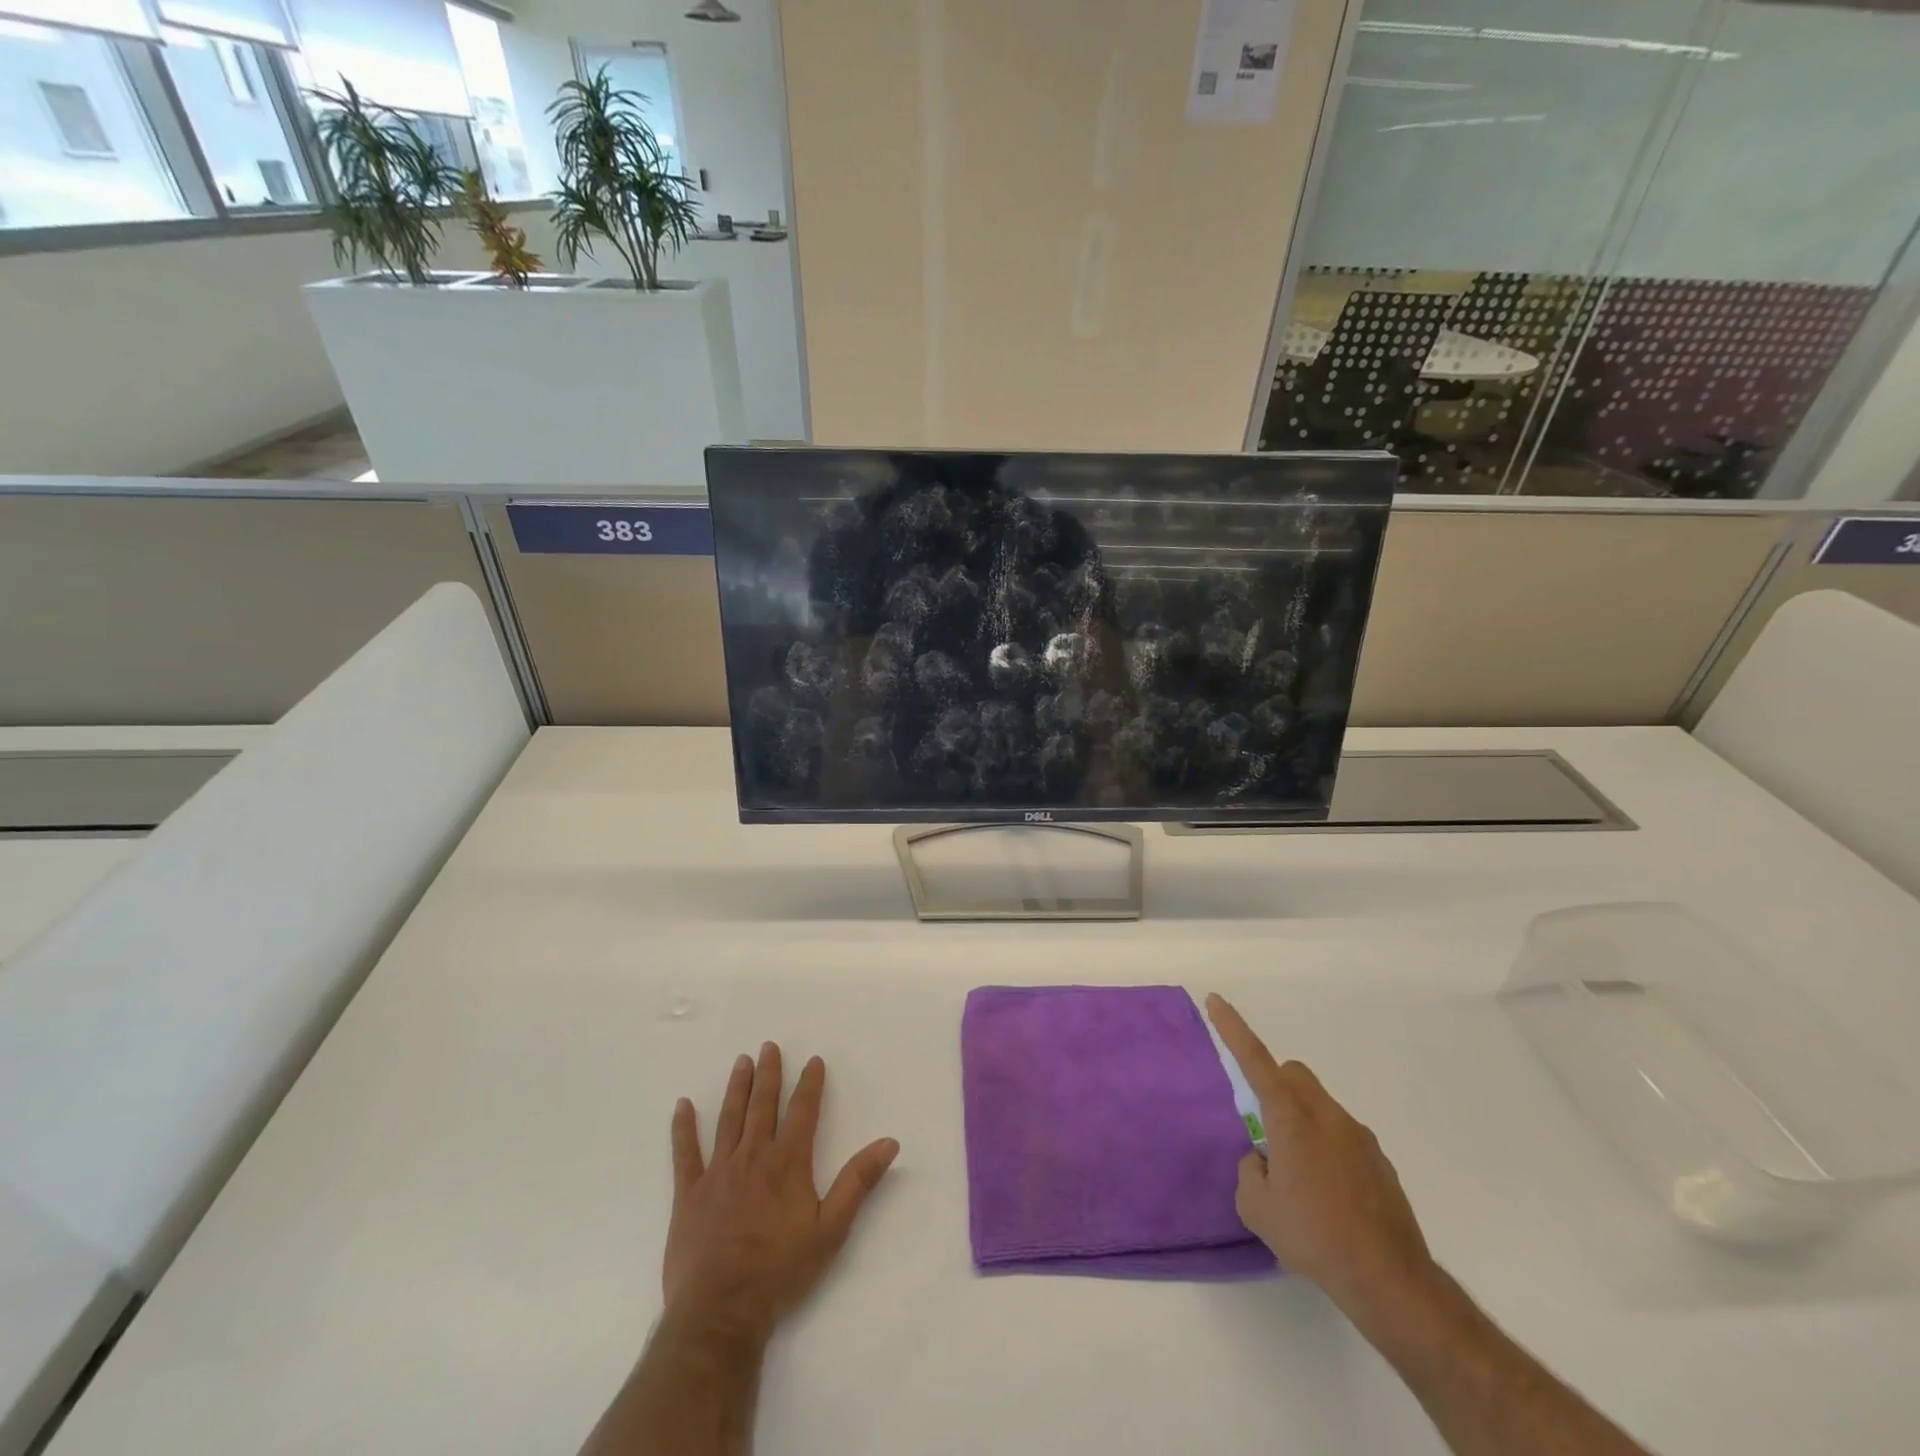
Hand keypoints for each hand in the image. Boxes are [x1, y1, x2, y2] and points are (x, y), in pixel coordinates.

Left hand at [664, 1043, 898, 1346]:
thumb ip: (858, 1182)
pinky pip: (685, 1153)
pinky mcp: (689, 1193)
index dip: (809, 1084)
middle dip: (769, 1074)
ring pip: (729, 1119)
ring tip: (741, 1062)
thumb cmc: (781, 1272)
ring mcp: (718, 1172)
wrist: (722, 1312)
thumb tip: (889, 1143)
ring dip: (737, 1088)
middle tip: (768, 1046)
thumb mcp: (831, 1230)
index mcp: (788, 1163)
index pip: (803, 1111)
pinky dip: (683, 1128)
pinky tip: (682, 1105)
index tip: (813, 1060)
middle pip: (763, 1105)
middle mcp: (753, 1156)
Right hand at [1205, 994, 1438, 1332]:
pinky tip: (1331, 1197)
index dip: (1232, 1028)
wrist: (1389, 1281)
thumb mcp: (1257, 1208)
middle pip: (1294, 1074)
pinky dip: (1328, 1150)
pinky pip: (1343, 1136)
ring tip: (1301, 1179)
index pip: (1255, 1059)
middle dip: (1275, 1085)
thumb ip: (1250, 1170)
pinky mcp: (1380, 1161)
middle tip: (1267, 1131)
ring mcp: (1358, 1136)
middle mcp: (1326, 1115)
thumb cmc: (1313, 1237)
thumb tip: (1263, 1159)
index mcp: (1290, 1119)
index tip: (1215, 1001)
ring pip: (1319, 1106)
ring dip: (1302, 1123)